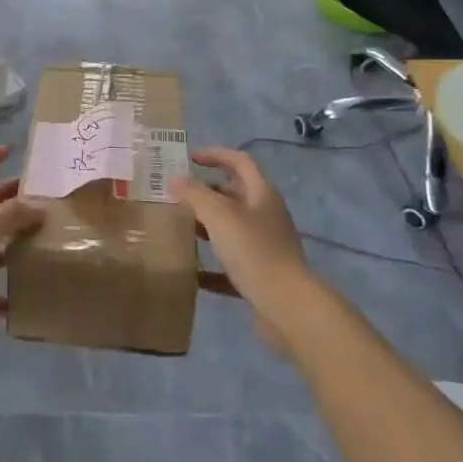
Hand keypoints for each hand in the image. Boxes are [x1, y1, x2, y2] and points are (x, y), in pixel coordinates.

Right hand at [170, 147, 312, 352]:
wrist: (288, 307)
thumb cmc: (254, 250)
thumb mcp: (219, 216)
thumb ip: (194, 194)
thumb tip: (174, 178)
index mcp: (261, 193)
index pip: (239, 161)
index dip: (215, 154)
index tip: (189, 158)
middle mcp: (266, 215)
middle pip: (234, 194)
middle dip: (206, 192)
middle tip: (178, 196)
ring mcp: (265, 246)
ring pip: (231, 228)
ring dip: (207, 227)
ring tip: (179, 229)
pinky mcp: (261, 275)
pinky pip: (232, 264)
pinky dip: (213, 265)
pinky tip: (192, 273)